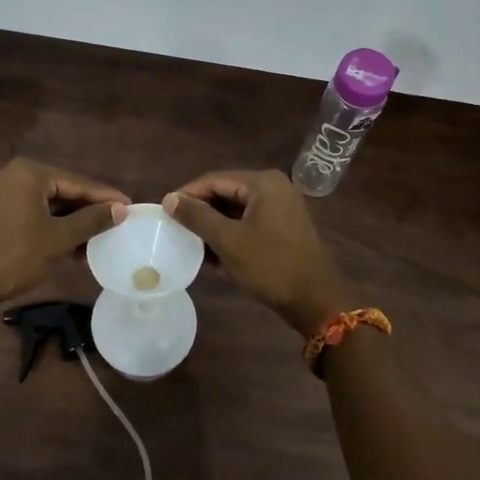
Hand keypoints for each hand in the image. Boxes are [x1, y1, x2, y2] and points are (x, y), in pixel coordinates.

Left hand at [0, 159, 129, 313]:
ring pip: (47, 204)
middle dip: (88, 210)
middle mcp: (12, 175)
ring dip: (70, 222)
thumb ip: (91, 220)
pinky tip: (69, 245)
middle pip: (62, 191)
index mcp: (28, 173)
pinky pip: (31, 213)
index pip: (77, 182)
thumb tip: (120, 209)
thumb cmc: (14, 256)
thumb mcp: (59, 239)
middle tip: (115, 224)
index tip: (129, 206)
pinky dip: (51, 226)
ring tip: (95, 241)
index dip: (105, 196)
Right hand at [164, 170, 348, 334]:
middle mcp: (275, 188)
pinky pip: (250, 223)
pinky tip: (215, 255)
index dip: (188, 194)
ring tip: (192, 243)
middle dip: (201, 211)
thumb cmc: (270, 265)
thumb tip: (169, 198)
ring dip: (215, 226)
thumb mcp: (228, 240)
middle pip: (226, 192)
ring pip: (237, 210)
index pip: (215, 179)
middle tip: (176, 228)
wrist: (315, 300)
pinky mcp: (284, 228)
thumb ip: (197, 216)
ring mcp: (282, 208)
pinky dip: (232, 235)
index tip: (164, 211)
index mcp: (263, 183)